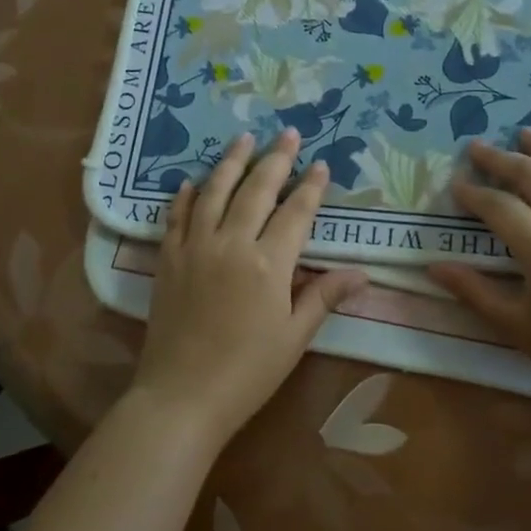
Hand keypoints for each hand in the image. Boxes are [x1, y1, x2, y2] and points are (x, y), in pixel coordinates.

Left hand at [131, 129, 368, 449]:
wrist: (181, 396)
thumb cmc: (248, 371)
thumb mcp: (294, 337)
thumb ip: (324, 297)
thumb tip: (362, 273)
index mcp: (268, 263)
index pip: (295, 212)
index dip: (310, 186)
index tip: (320, 164)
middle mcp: (231, 243)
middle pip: (256, 190)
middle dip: (275, 159)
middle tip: (287, 134)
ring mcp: (195, 248)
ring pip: (214, 192)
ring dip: (231, 162)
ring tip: (243, 138)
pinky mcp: (168, 260)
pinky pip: (176, 217)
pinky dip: (185, 196)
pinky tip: (191, 182)